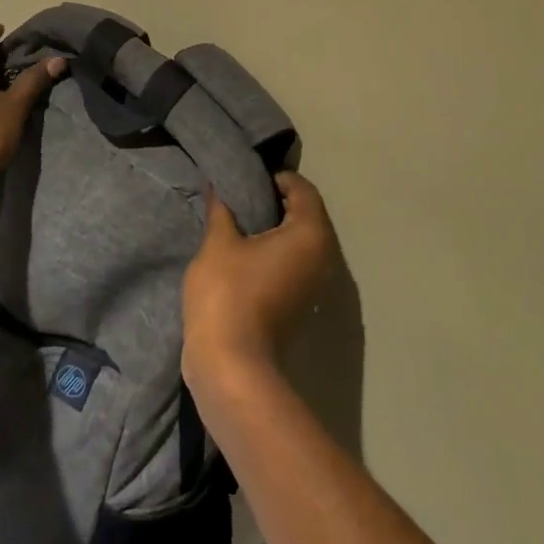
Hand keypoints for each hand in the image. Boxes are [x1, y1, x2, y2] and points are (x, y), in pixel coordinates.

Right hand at [182, 172, 336, 387]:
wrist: (232, 365)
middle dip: (276, 202)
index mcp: (310, 235)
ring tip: (239, 224)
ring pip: (300, 242)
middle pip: (306, 215)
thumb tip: (219, 187)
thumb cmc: (228, 294)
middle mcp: (324, 257)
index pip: (303, 190)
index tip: (245, 179)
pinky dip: (275, 253)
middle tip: (240, 198)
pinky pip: (294, 264)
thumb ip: (222, 210)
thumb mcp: (218, 243)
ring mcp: (315, 285)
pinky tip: (244, 254)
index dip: (276, 178)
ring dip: (274, 230)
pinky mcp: (302, 305)